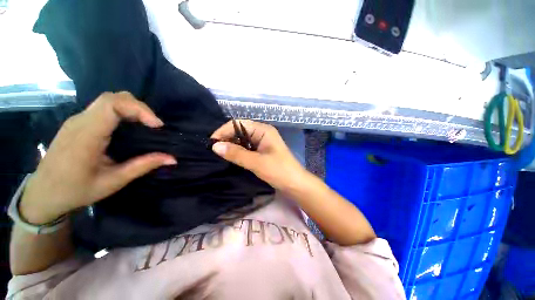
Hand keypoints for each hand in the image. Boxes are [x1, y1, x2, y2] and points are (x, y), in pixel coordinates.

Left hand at [20, 92, 176, 223]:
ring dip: (131, 108)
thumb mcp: (113, 182)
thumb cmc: (76, 191)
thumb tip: (172, 159)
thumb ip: (143, 166)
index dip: (139, 109)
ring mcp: (77, 120)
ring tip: (146, 125)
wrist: (43, 194)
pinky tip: (130, 127)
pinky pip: (103, 108)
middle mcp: (80, 122)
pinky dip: (122, 112)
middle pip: (111, 97)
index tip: (157, 125)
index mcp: (86, 136)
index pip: (112, 105)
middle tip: (154, 125)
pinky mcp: (78, 123)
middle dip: (138, 107)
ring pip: (108, 100)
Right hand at [211, 120, 307, 190]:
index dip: (224, 131)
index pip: (238, 124)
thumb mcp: (257, 162)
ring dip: (231, 146)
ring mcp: (262, 142)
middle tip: (213, 150)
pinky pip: (246, 148)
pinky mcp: (262, 152)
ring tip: (218, 154)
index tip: (211, 143)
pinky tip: (230, 157)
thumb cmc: (279, 171)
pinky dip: (238, 151)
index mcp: (263, 130)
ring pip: (242, 140)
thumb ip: (236, 154)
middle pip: (239, 131)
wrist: (295, 184)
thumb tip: (214, 146)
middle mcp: (262, 133)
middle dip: (226, 138)